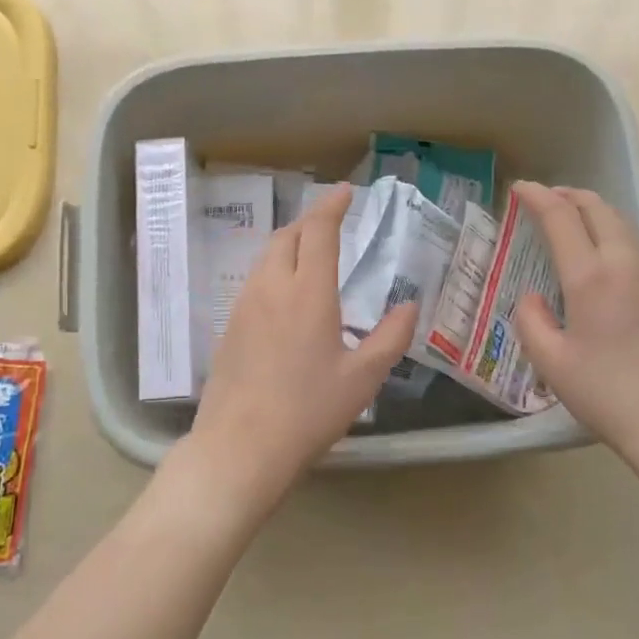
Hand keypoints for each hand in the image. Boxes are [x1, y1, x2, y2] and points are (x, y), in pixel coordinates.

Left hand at [186, 184, 416, 518]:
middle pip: (287, 236)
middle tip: (332, 224)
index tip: (345, 192)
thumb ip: (390, 337)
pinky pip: (254, 281)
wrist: (240, 446)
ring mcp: (244, 306)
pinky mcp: (229, 326)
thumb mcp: (363, 378)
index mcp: (308, 292)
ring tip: (310, 256)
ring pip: (266, 257)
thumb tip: (409, 306)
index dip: (332, 206)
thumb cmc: (309, 411)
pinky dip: (274, 271)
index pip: (318, 231)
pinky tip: (285, 297)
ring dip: (290, 245)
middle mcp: (271, 287)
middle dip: (310, 222)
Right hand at [512, 181, 638, 461]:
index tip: (519, 188)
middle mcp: (621, 266)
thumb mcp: (551, 362)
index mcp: (590, 278)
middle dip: (568, 195)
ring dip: (591, 210)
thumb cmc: (605, 391)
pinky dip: (606, 230)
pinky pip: (629, 244)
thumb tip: (532, 299)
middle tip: (543, 197)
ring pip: (619, 224)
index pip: (562, 219)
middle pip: (598, 209)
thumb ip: (531, 322)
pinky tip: (594, 251)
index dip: (538, 198)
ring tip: (568, 215)